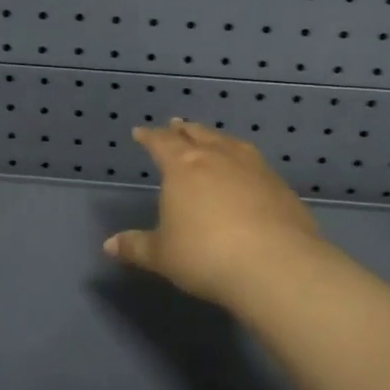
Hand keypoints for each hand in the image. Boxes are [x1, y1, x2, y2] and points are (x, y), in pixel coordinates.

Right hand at [105, 119, 327, 314]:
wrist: (275, 265)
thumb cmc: (206, 256)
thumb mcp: (163, 255)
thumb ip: (136, 247)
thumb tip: (109, 245)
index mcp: (183, 166)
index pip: (162, 143)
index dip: (150, 137)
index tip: (141, 132)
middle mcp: (218, 157)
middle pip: (197, 134)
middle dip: (183, 130)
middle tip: (176, 124)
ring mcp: (253, 167)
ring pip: (229, 142)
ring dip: (216, 137)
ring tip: (211, 137)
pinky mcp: (280, 185)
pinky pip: (255, 161)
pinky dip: (243, 158)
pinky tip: (246, 168)